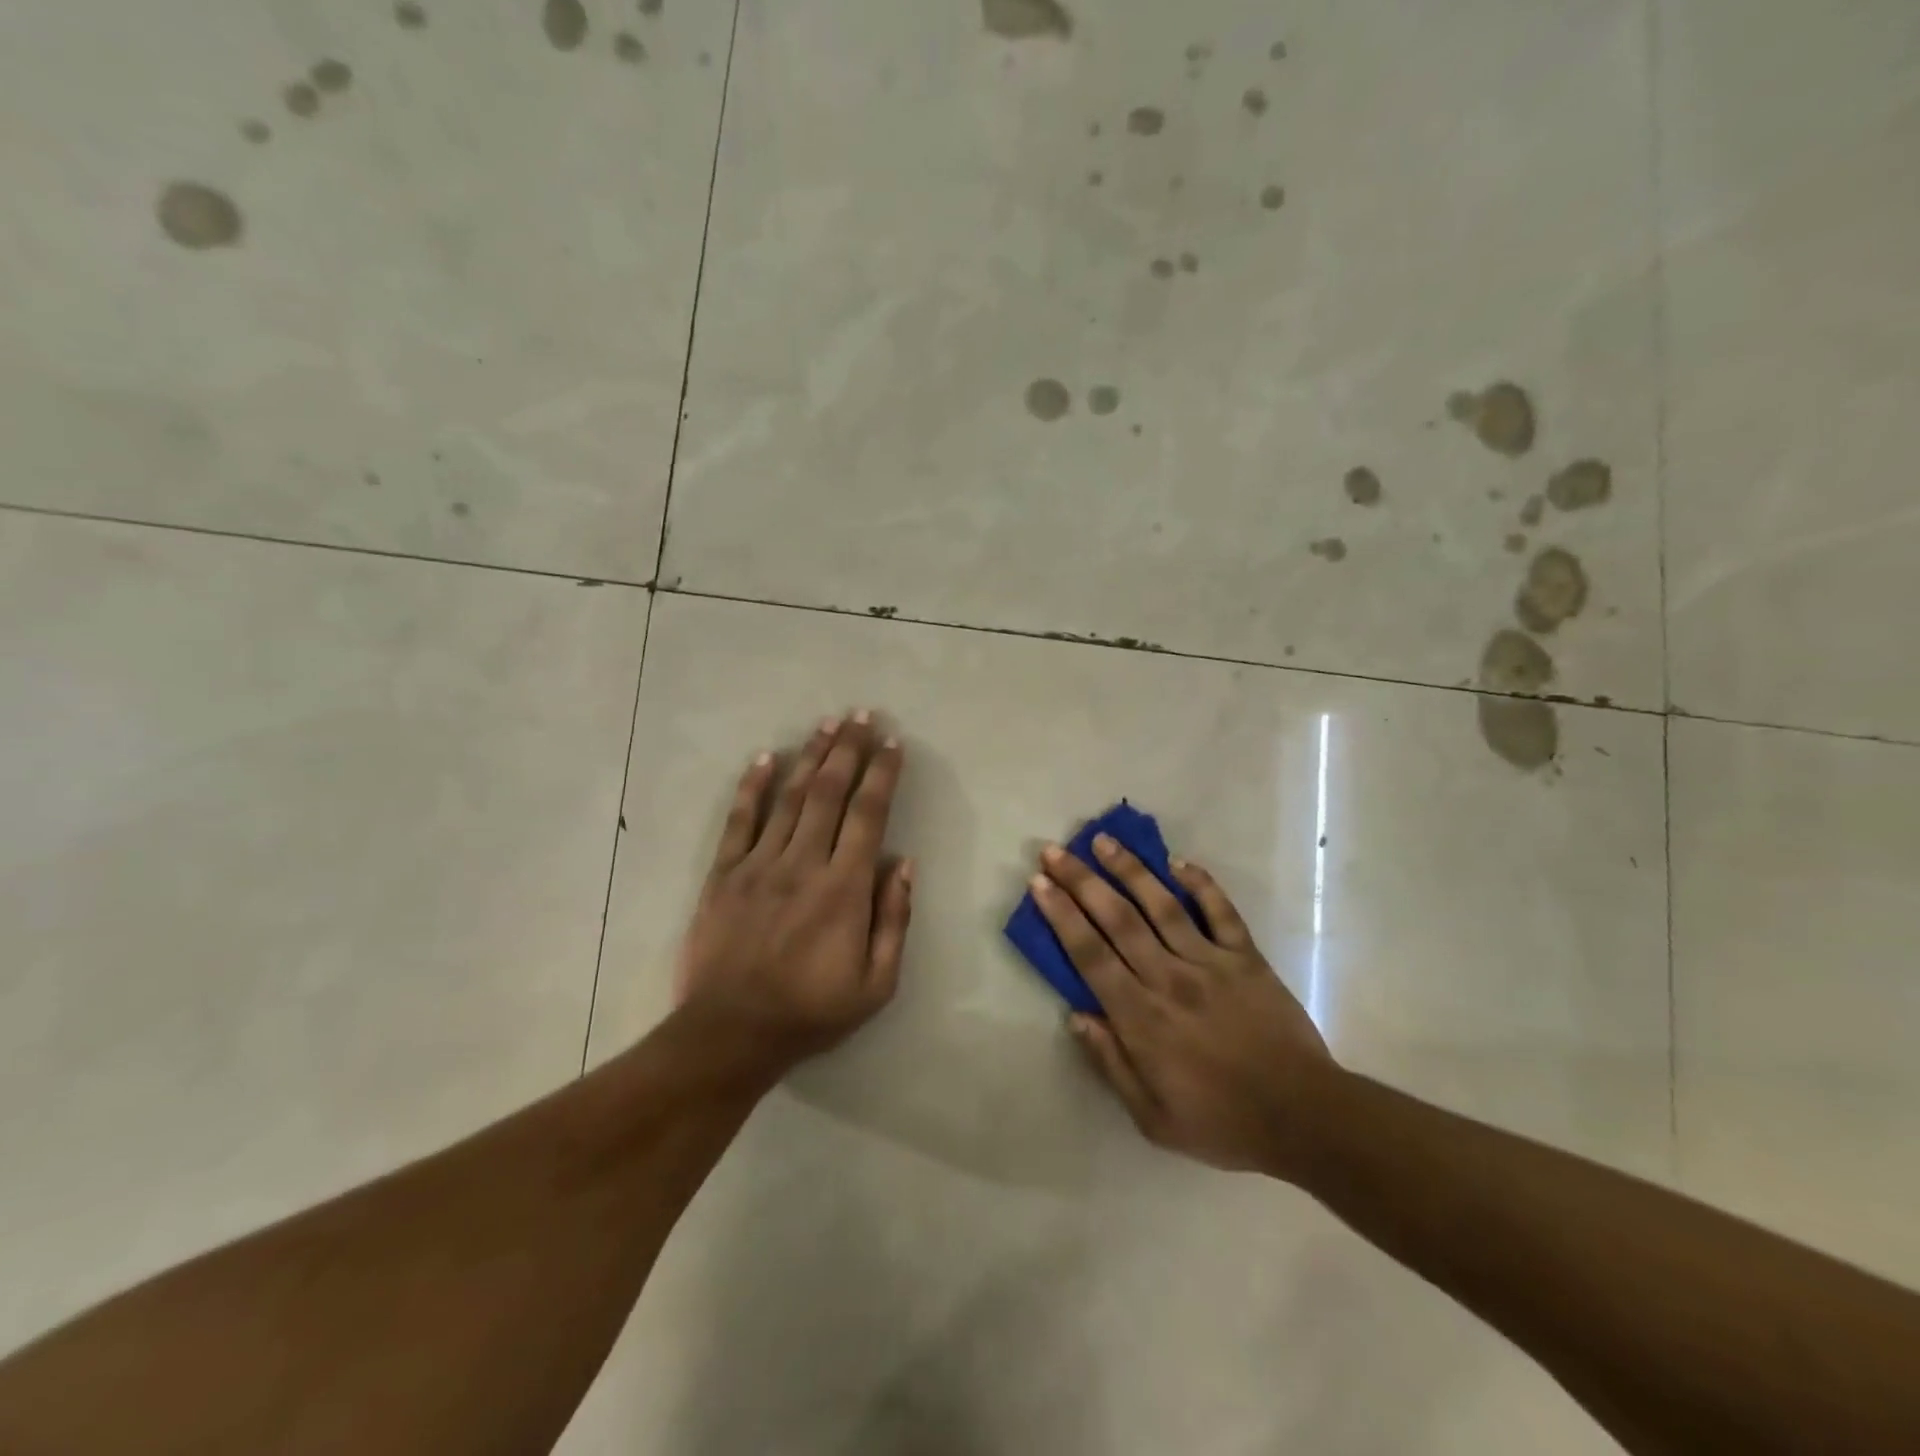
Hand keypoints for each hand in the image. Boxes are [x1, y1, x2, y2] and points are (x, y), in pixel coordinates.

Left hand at [674, 712, 911, 1070]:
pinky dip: (753, 786)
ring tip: (827, 723)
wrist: (730, 1034)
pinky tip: (765, 757)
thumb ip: (894, 920)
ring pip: (790, 797)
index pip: (869, 815)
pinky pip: (740, 820)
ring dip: (811, 756)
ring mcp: (759, 864)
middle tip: (862, 715)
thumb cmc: (811, 1011)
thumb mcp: (876, 984)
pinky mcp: (724, 874)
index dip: (882, 774)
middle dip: (848, 749)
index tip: (892, 743)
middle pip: (830, 793)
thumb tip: (904, 863)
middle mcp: (803, 863)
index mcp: (844, 889)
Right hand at [1031, 835, 1337, 1177]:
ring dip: (1130, 870)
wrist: (1304, 1117)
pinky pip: (1221, 912)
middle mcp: (1169, 978)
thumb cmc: (1222, 1122)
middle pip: (1118, 920)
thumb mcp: (1153, 1117)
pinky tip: (1179, 861)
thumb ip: (1111, 1063)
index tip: (1040, 884)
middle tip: (1056, 851)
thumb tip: (1076, 1016)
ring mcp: (1211, 962)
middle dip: (1082, 881)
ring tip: (1104, 840)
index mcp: (1141, 1017)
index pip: (1090, 954)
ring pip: (1163, 905)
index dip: (1061, 916)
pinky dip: (1201, 883)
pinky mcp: (1247, 958)